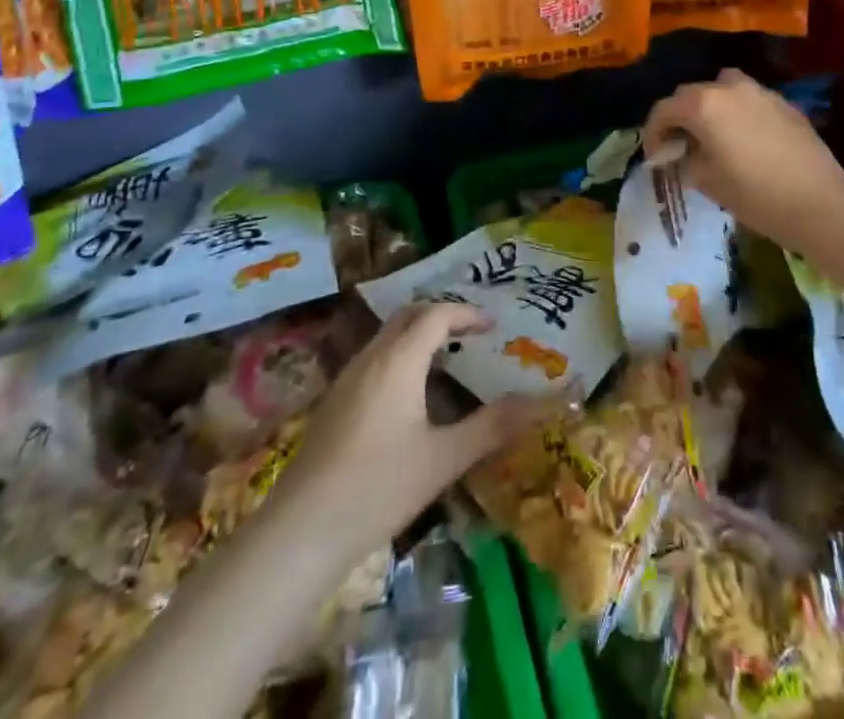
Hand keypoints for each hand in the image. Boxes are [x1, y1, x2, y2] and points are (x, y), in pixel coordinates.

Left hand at [275, 303, 541, 561]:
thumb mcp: (444, 458)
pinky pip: (374, 358)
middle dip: (441, 315)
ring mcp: (347, 378)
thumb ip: (493, 427)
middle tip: (471, 333)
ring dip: (418, 335)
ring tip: (447, 358)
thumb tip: (543, 403)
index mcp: (399, 360)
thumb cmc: (379, 487)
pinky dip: (400, 355)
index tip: (493, 326)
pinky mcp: (334, 402)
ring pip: (387, 336)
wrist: (301, 530)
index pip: (436, 314)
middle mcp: (371, 357)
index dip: (467, 313)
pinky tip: (410, 394)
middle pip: (409, 316)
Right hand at [642, 69, 843, 249]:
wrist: (819, 203)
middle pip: (691, 94)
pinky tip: (744, 140)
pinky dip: (737, 112)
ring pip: (722, 88)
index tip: (655, 155)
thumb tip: (679, 154)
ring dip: (710, 106)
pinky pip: (749, 100)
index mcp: (704, 105)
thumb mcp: (707, 182)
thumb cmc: (755, 195)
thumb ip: (685, 160)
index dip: (653, 132)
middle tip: (679, 145)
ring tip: (712, 135)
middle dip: (679, 117)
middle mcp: (729, 88)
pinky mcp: (784, 103)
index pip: (664, 109)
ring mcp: (760, 92)